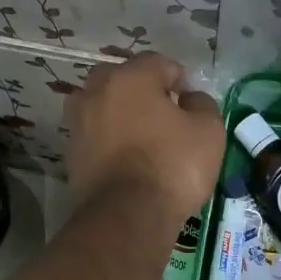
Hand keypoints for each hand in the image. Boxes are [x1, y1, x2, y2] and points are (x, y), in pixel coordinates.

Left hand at [66, 53, 223, 224]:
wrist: (126, 216)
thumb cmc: (172, 165)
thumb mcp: (208, 131)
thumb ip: (202, 104)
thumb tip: (190, 99)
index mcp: (130, 77)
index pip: (158, 63)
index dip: (180, 80)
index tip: (191, 103)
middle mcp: (97, 91)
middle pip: (123, 79)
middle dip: (143, 91)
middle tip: (165, 115)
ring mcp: (79, 122)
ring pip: (104, 106)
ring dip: (121, 114)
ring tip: (143, 136)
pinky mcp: (72, 153)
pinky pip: (95, 134)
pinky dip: (109, 139)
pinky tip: (127, 157)